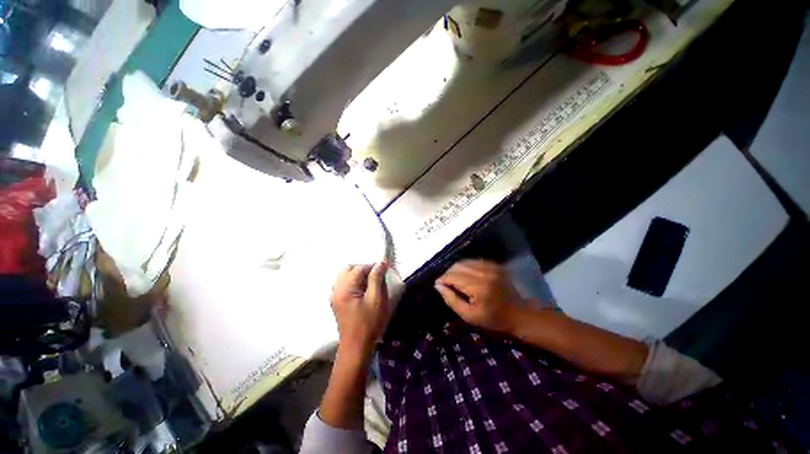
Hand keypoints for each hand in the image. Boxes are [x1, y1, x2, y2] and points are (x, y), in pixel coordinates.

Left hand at [330, 263, 389, 359]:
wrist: (356, 347)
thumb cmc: (369, 323)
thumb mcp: (377, 299)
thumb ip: (377, 279)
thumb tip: (380, 262)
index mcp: (345, 288)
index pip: (359, 268)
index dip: (372, 266)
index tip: (385, 268)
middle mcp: (336, 289)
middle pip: (348, 269)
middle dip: (363, 269)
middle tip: (376, 276)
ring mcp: (334, 296)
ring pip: (345, 276)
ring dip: (358, 275)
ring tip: (370, 282)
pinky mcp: (336, 302)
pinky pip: (343, 284)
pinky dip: (353, 282)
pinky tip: (362, 290)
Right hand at [435, 260, 523, 333]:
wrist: (519, 314)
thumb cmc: (493, 319)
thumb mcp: (469, 316)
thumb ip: (451, 300)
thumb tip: (437, 285)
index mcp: (478, 287)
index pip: (453, 276)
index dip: (442, 279)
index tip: (438, 285)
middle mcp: (484, 272)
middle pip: (457, 266)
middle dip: (448, 273)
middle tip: (445, 283)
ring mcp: (491, 266)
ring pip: (464, 262)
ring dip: (456, 269)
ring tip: (454, 279)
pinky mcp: (495, 265)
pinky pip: (474, 261)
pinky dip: (466, 267)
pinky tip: (465, 275)